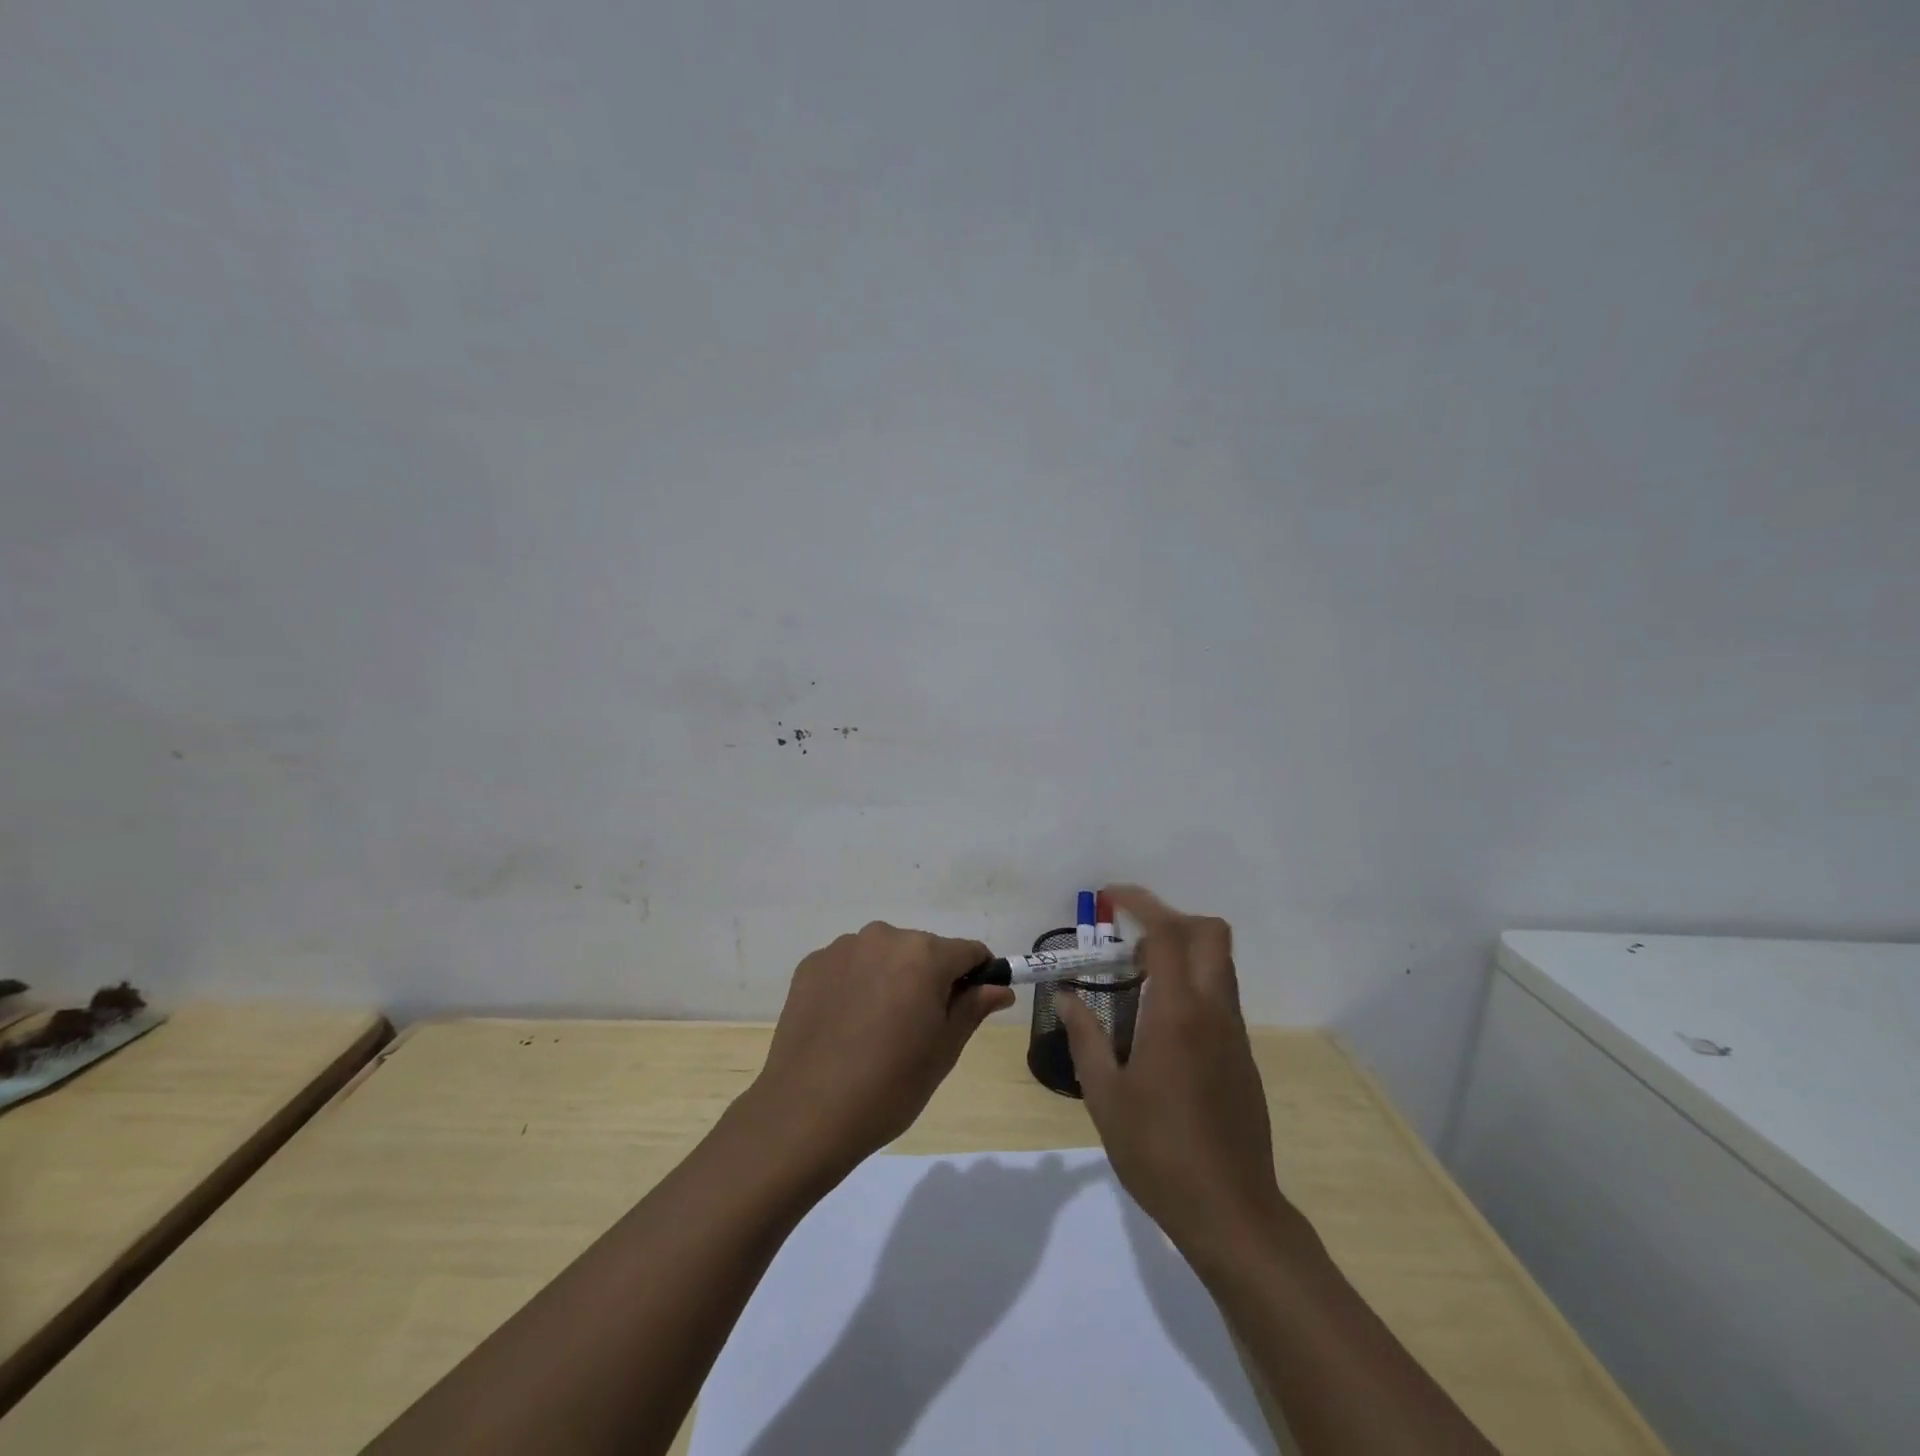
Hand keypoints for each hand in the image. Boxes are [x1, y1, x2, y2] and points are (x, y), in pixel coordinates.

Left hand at [743, 922, 1014, 1179]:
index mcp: (924, 954)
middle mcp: (883, 937)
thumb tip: (999, 988)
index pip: (968, 951)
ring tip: (877, 1028)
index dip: (977, 976)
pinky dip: (855, 985)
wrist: (807, 1113)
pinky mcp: (810, 965)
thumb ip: (973, 1008)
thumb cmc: (890, 1085)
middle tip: (919, 1027)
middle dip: (929, 978)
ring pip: (883, 955)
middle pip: (923, 950)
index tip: (970, 1006)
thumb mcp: (944, 1050)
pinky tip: (846, 1025)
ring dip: (890, 978)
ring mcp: (842, 948)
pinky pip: (848, 966)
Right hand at [1055, 885, 1290, 1261]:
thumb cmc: (1158, 1152)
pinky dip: (1190, 984)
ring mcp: (1234, 1033)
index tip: (1110, 897)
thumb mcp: (1105, 1095)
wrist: (1231, 1211)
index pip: (1167, 933)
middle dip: (1170, 919)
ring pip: (1218, 964)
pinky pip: (1219, 996)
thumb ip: (1085, 1037)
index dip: (1140, 903)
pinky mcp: (1242, 1055)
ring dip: (1181, 952)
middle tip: (1129, 940)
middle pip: (1210, 933)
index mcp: (1177, 1014)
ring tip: (1135, 981)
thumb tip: (1066, 996)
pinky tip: (1157, 1025)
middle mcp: (1214, 1011)